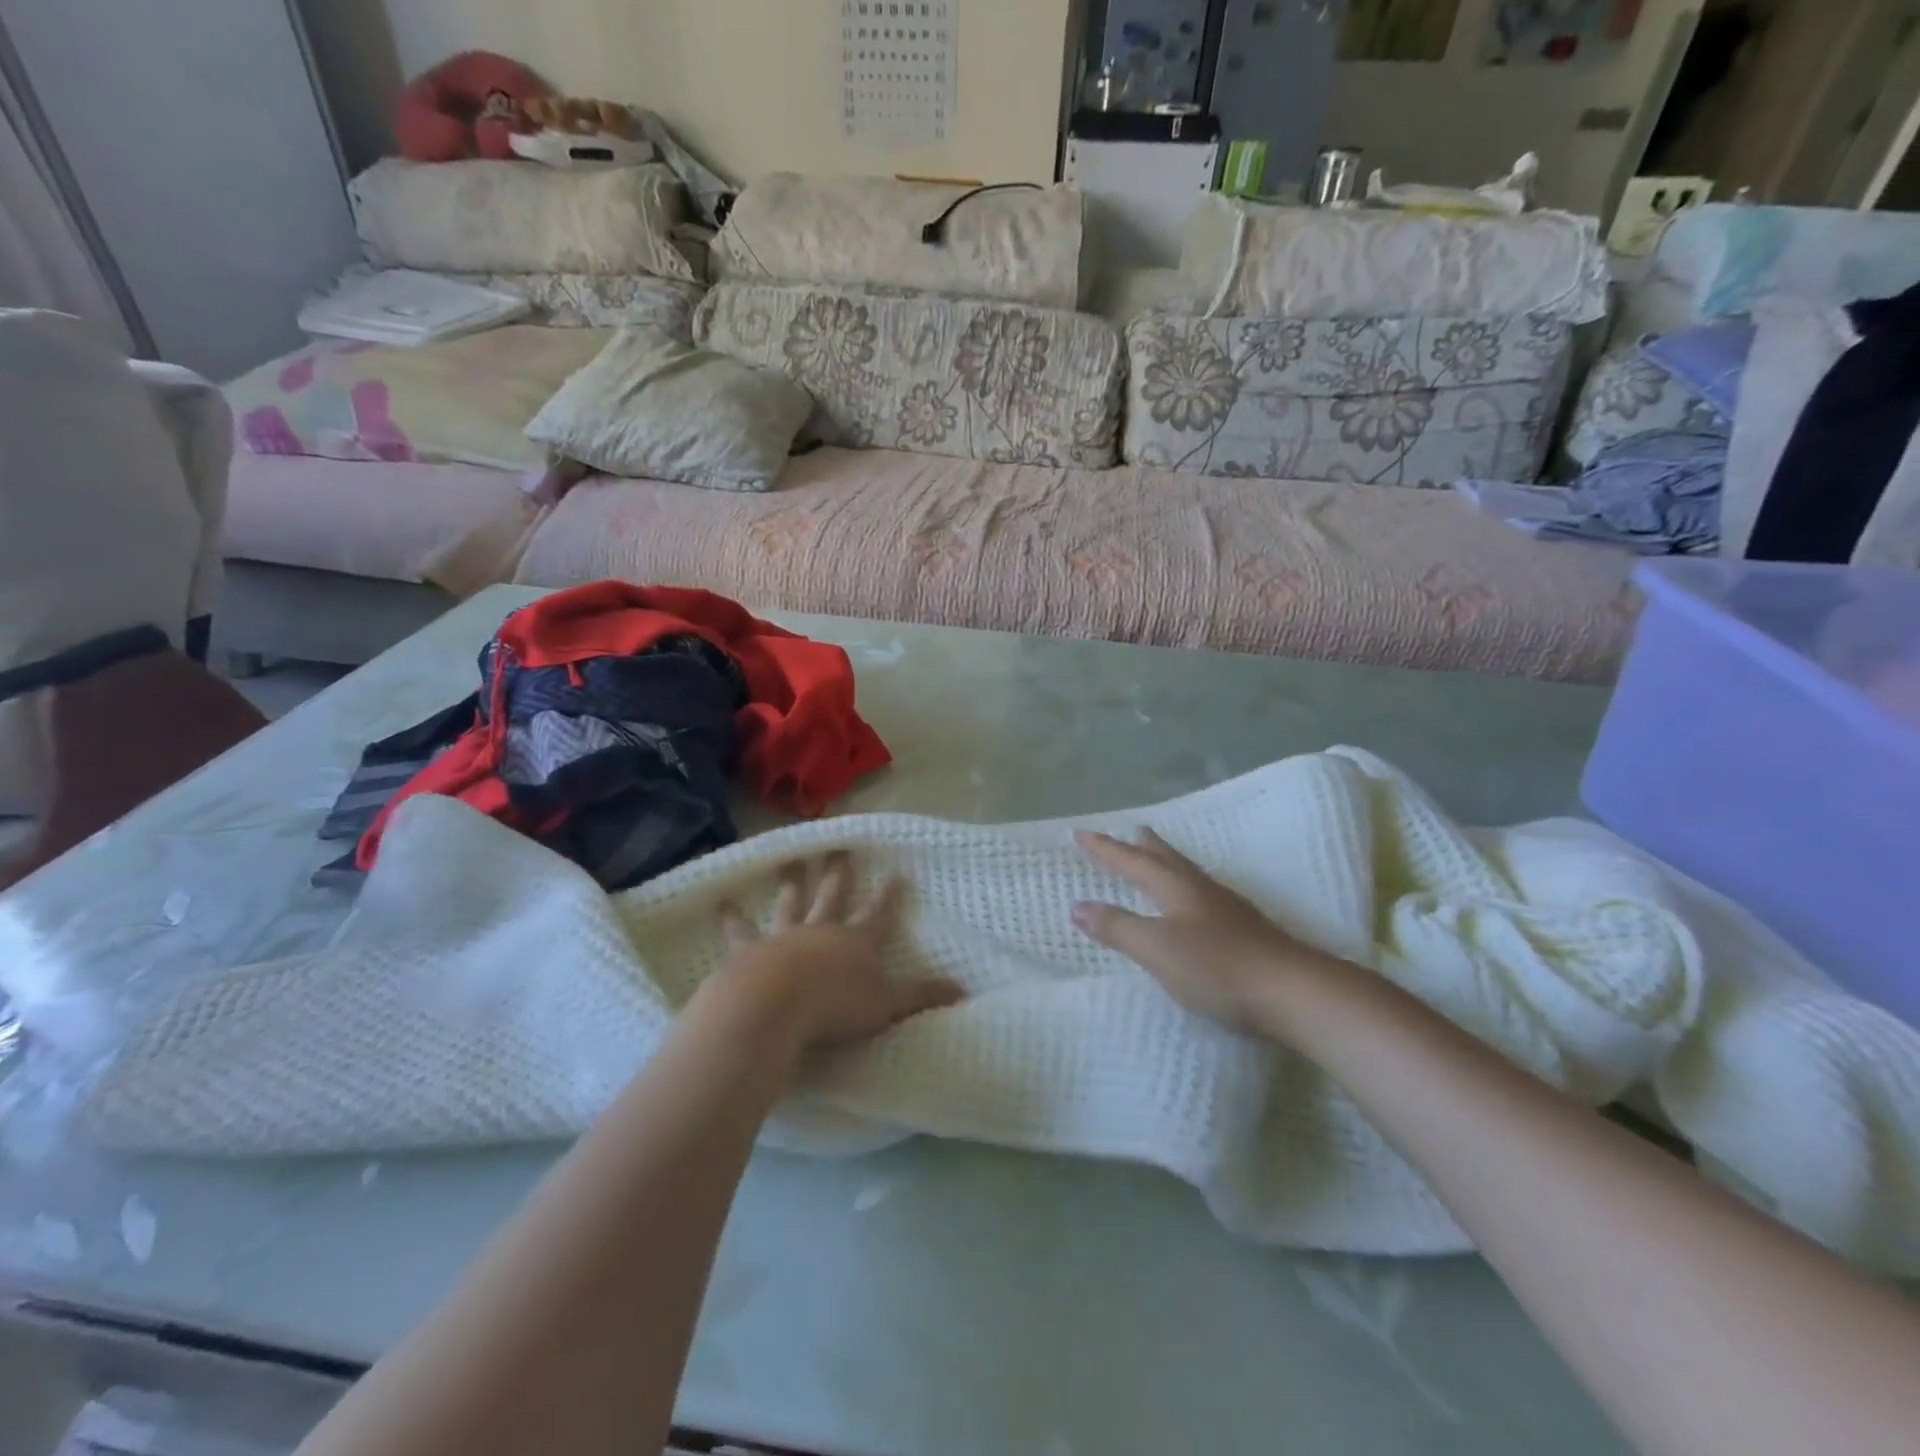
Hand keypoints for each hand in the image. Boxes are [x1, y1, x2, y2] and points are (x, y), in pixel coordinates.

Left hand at [711, 853, 963, 1051]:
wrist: (776, 1004)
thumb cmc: (836, 1005)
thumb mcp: (887, 1004)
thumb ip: (922, 996)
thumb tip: (964, 990)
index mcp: (856, 943)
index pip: (879, 914)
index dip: (888, 895)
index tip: (896, 872)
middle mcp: (822, 931)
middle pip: (833, 896)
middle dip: (838, 872)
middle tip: (837, 847)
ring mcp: (784, 937)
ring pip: (790, 903)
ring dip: (791, 882)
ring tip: (787, 859)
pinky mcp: (749, 950)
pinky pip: (740, 930)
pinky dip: (731, 917)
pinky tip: (721, 901)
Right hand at [1072, 828, 1331, 1033]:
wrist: (1292, 991)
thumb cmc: (1216, 967)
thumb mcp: (1156, 949)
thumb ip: (1117, 927)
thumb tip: (1077, 906)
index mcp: (1176, 888)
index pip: (1132, 862)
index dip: (1105, 849)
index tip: (1081, 833)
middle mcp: (1201, 891)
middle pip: (1167, 860)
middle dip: (1144, 847)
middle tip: (1133, 829)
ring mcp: (1227, 910)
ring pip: (1189, 876)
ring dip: (1169, 863)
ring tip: (1161, 857)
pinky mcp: (1245, 932)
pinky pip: (1205, 896)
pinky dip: (1187, 889)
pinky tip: (1196, 905)